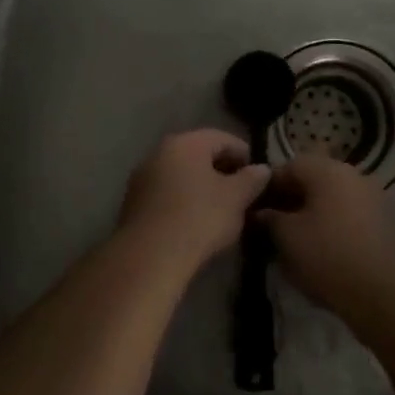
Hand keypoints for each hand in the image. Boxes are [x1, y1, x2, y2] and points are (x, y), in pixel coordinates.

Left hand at [116, 129, 271, 272]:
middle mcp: (159, 151)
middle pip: (199, 154)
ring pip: (181, 174)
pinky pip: (167, 193)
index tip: (258, 176)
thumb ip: (252, 179)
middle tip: (242, 193)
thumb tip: (262, 169)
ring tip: (221, 209)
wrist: (150, 256)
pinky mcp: (133, 202)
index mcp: (186, 143)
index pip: (222, 138)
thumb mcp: (236, 198)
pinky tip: (195, 221)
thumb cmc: (199, 218)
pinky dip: (184, 200)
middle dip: (222, 170)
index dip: (244, 154)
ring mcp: (142, 177)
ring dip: (202, 186)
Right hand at [257, 155, 394, 324]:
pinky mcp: (388, 224)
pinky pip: (351, 217)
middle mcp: (354, 175)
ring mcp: (375, 198)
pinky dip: (335, 228)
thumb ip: (269, 218)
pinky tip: (326, 253)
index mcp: (328, 170)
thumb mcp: (286, 237)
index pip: (288, 166)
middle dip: (291, 201)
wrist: (387, 294)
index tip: (255, 210)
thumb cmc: (328, 256)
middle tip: (273, 228)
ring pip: (333, 200)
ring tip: (298, 243)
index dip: (267, 187)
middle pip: (314, 181)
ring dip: (314, 215)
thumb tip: (261, 212)